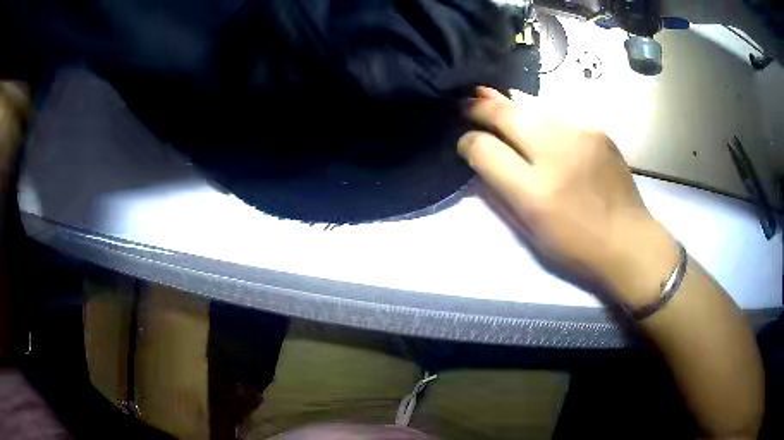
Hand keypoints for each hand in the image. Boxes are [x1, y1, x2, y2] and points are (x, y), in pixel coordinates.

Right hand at [459, 87, 677, 307]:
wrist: (629, 240)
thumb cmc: (576, 246)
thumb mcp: (530, 230)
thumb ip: (500, 190)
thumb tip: (479, 155)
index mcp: (535, 191)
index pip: (485, 149)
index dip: (468, 141)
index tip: (464, 141)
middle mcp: (556, 153)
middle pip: (506, 114)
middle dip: (480, 107)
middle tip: (466, 104)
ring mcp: (580, 134)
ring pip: (531, 106)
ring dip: (509, 106)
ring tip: (491, 100)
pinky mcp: (596, 129)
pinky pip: (556, 113)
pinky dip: (538, 115)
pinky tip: (534, 120)